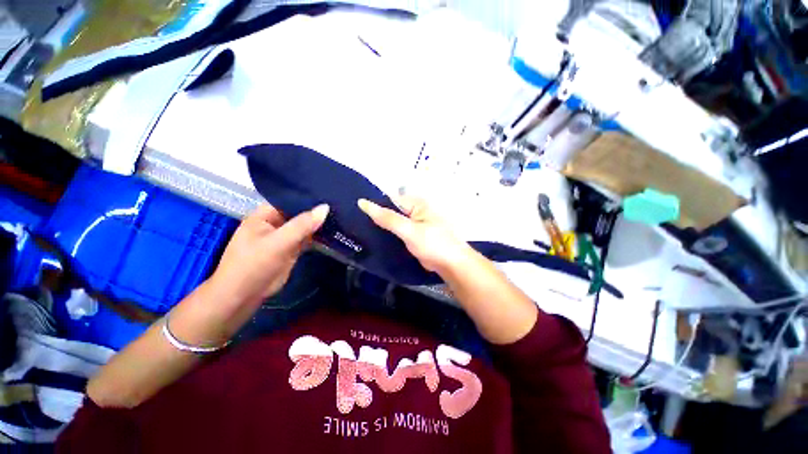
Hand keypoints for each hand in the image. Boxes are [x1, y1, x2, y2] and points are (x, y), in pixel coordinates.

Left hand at [209, 204, 329, 306]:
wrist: (243, 297)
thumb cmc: (253, 265)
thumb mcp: (278, 242)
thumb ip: (302, 225)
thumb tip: (325, 208)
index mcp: (265, 215)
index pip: (289, 199)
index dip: (307, 196)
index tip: (329, 193)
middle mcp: (275, 223)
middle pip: (299, 213)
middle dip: (316, 210)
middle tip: (340, 203)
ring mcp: (284, 237)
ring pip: (304, 226)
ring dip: (319, 223)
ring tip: (341, 214)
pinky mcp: (291, 250)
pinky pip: (307, 239)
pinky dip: (318, 236)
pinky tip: (334, 230)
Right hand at [358, 196, 471, 272]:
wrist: (451, 265)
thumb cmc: (433, 244)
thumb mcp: (409, 230)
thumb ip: (388, 218)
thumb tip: (363, 202)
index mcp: (415, 203)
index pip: (389, 199)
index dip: (373, 205)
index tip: (355, 212)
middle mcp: (414, 211)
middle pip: (390, 211)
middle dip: (376, 216)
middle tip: (354, 224)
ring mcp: (414, 224)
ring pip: (392, 223)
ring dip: (380, 226)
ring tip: (360, 231)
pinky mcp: (413, 236)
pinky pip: (397, 232)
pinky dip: (388, 235)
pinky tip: (374, 239)